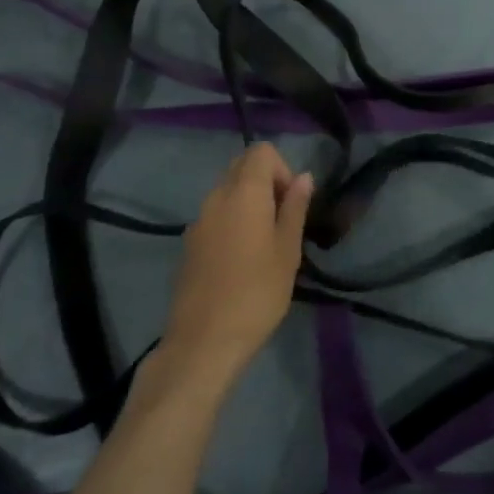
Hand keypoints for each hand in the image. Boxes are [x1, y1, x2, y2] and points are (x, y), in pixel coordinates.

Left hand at [162, 143, 313, 382]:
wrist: (204, 341)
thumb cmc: (257, 293)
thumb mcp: (288, 250)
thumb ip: (295, 208)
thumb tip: (304, 177)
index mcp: (243, 194)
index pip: (261, 152)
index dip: (282, 169)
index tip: (291, 204)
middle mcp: (215, 198)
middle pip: (241, 167)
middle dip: (266, 182)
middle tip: (283, 221)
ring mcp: (198, 221)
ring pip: (227, 192)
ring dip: (249, 203)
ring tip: (265, 243)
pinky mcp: (189, 244)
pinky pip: (215, 216)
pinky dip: (232, 221)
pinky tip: (242, 260)